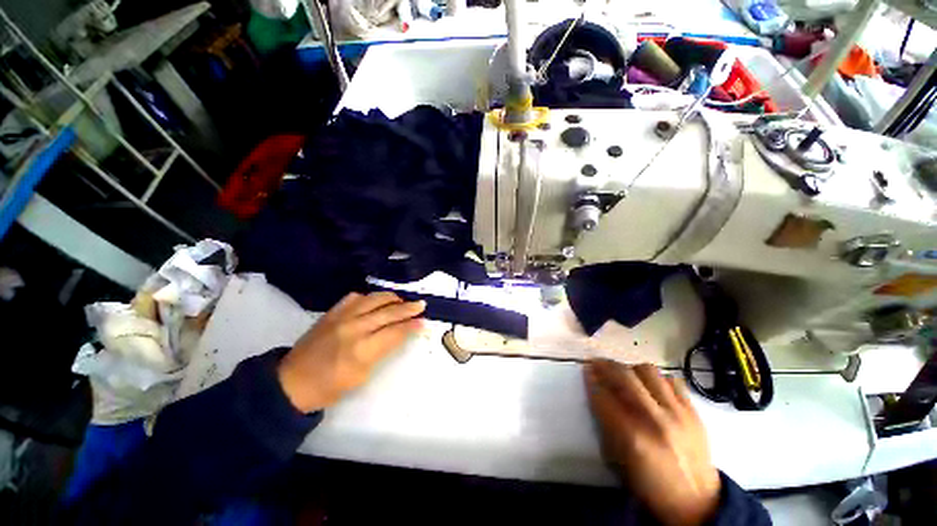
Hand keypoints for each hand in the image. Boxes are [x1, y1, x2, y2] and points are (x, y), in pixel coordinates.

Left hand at [278, 292, 424, 412]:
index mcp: (362, 350)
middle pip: (388, 312)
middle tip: (421, 305)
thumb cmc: (331, 386)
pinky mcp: (332, 312)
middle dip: (408, 308)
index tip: (424, 322)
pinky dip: (369, 297)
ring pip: (374, 299)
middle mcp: (354, 328)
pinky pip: (355, 297)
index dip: (412, 326)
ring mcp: (341, 317)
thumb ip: (383, 350)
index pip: (395, 331)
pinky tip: (375, 301)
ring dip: (392, 298)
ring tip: (402, 301)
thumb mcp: (363, 375)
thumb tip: (401, 334)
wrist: (293, 381)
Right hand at [585, 360, 720, 525]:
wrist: (696, 503)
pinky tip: (651, 385)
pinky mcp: (694, 412)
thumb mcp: (618, 460)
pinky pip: (672, 380)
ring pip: (648, 371)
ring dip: (631, 369)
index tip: (586, 371)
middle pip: (625, 377)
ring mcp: (678, 414)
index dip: (591, 380)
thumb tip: (597, 394)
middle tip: (597, 363)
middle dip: (606, 366)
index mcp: (632, 437)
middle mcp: (655, 420)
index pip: (604, 397)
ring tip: (624, 374)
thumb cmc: (650, 485)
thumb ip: (606, 423)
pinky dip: (657, 378)